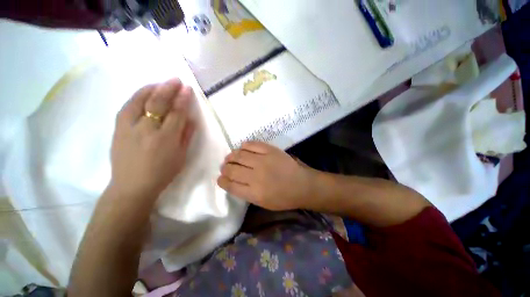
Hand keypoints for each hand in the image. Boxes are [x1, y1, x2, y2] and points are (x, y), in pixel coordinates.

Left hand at [109, 78, 194, 203]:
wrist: (132, 185)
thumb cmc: (162, 172)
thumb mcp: (181, 156)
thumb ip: (186, 136)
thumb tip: (191, 119)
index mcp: (166, 139)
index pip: (176, 113)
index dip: (183, 100)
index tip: (188, 89)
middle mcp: (147, 130)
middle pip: (158, 103)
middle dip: (168, 89)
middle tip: (176, 80)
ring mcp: (129, 128)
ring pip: (140, 101)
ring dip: (152, 89)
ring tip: (161, 83)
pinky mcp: (118, 128)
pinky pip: (128, 106)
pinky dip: (137, 96)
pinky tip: (144, 92)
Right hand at [217, 141, 314, 210]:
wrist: (302, 185)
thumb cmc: (283, 197)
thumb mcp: (263, 203)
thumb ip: (246, 193)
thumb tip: (233, 182)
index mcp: (254, 193)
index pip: (230, 185)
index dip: (222, 181)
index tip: (220, 178)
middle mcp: (256, 176)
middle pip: (232, 170)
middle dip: (224, 168)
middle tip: (225, 167)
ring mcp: (263, 161)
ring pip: (239, 155)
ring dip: (231, 156)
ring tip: (230, 158)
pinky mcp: (270, 150)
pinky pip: (251, 145)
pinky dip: (244, 146)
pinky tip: (243, 148)